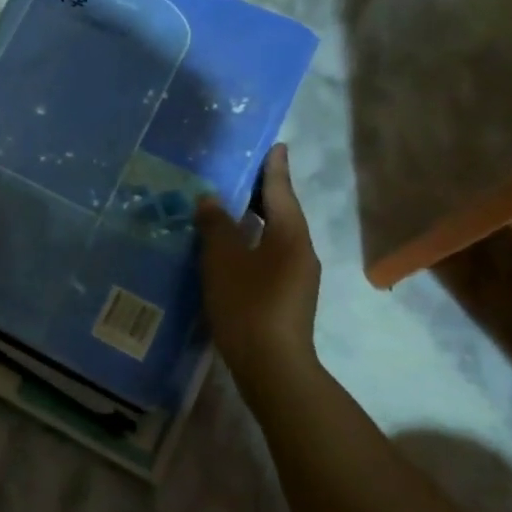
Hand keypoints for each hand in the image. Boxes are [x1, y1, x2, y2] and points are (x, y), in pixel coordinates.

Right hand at [195, 143, 320, 391]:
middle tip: (242, 172)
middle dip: (264, 193)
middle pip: (283, 212)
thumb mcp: (223, 260)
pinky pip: (270, 255)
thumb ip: (216, 226)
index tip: (276, 145)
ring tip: (232, 207)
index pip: (281, 192)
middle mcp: (301, 251)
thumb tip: (210, 199)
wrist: (273, 366)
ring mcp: (297, 276)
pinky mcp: (287, 296)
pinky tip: (233, 248)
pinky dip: (253, 242)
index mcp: (290, 236)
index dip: (274, 168)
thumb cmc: (248, 305)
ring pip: (276, 236)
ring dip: (257, 219)